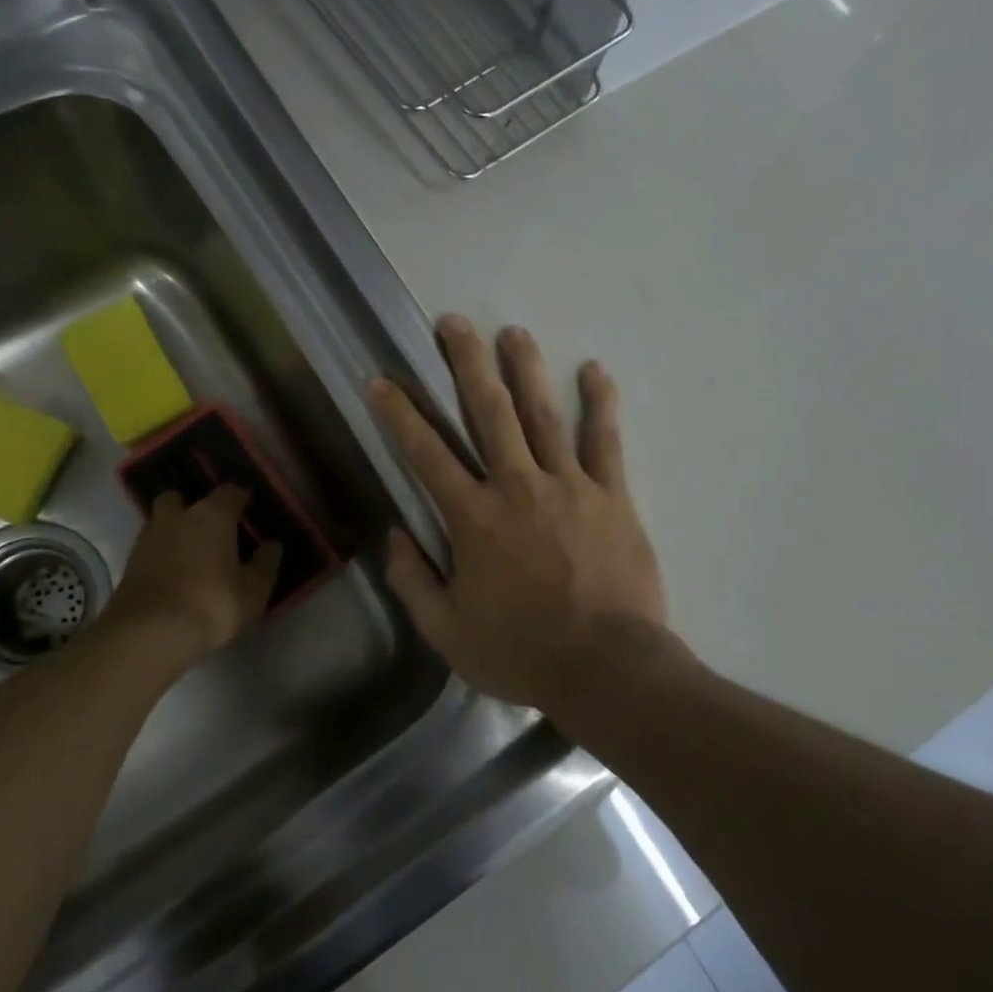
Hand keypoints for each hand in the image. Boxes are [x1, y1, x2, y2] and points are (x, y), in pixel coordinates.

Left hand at [103, 486, 281, 659]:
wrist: (149, 633)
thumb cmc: (212, 603)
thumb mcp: (254, 590)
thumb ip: (265, 564)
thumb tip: (272, 546)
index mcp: (212, 515)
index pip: (229, 492)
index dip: (240, 498)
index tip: (248, 507)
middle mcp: (177, 518)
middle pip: (179, 498)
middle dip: (191, 507)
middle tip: (208, 528)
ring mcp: (147, 539)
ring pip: (159, 522)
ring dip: (172, 531)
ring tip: (188, 553)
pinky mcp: (128, 564)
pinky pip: (148, 549)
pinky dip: (159, 555)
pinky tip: (171, 574)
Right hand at [369, 315, 666, 713]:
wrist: (607, 669)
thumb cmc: (522, 652)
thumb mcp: (447, 632)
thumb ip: (413, 581)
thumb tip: (394, 536)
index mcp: (473, 518)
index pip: (426, 453)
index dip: (399, 414)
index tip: (381, 379)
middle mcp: (517, 486)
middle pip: (488, 412)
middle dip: (466, 363)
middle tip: (453, 322)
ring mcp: (569, 486)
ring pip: (542, 414)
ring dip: (524, 369)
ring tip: (511, 331)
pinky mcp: (612, 496)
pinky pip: (605, 441)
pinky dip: (600, 404)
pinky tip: (595, 370)